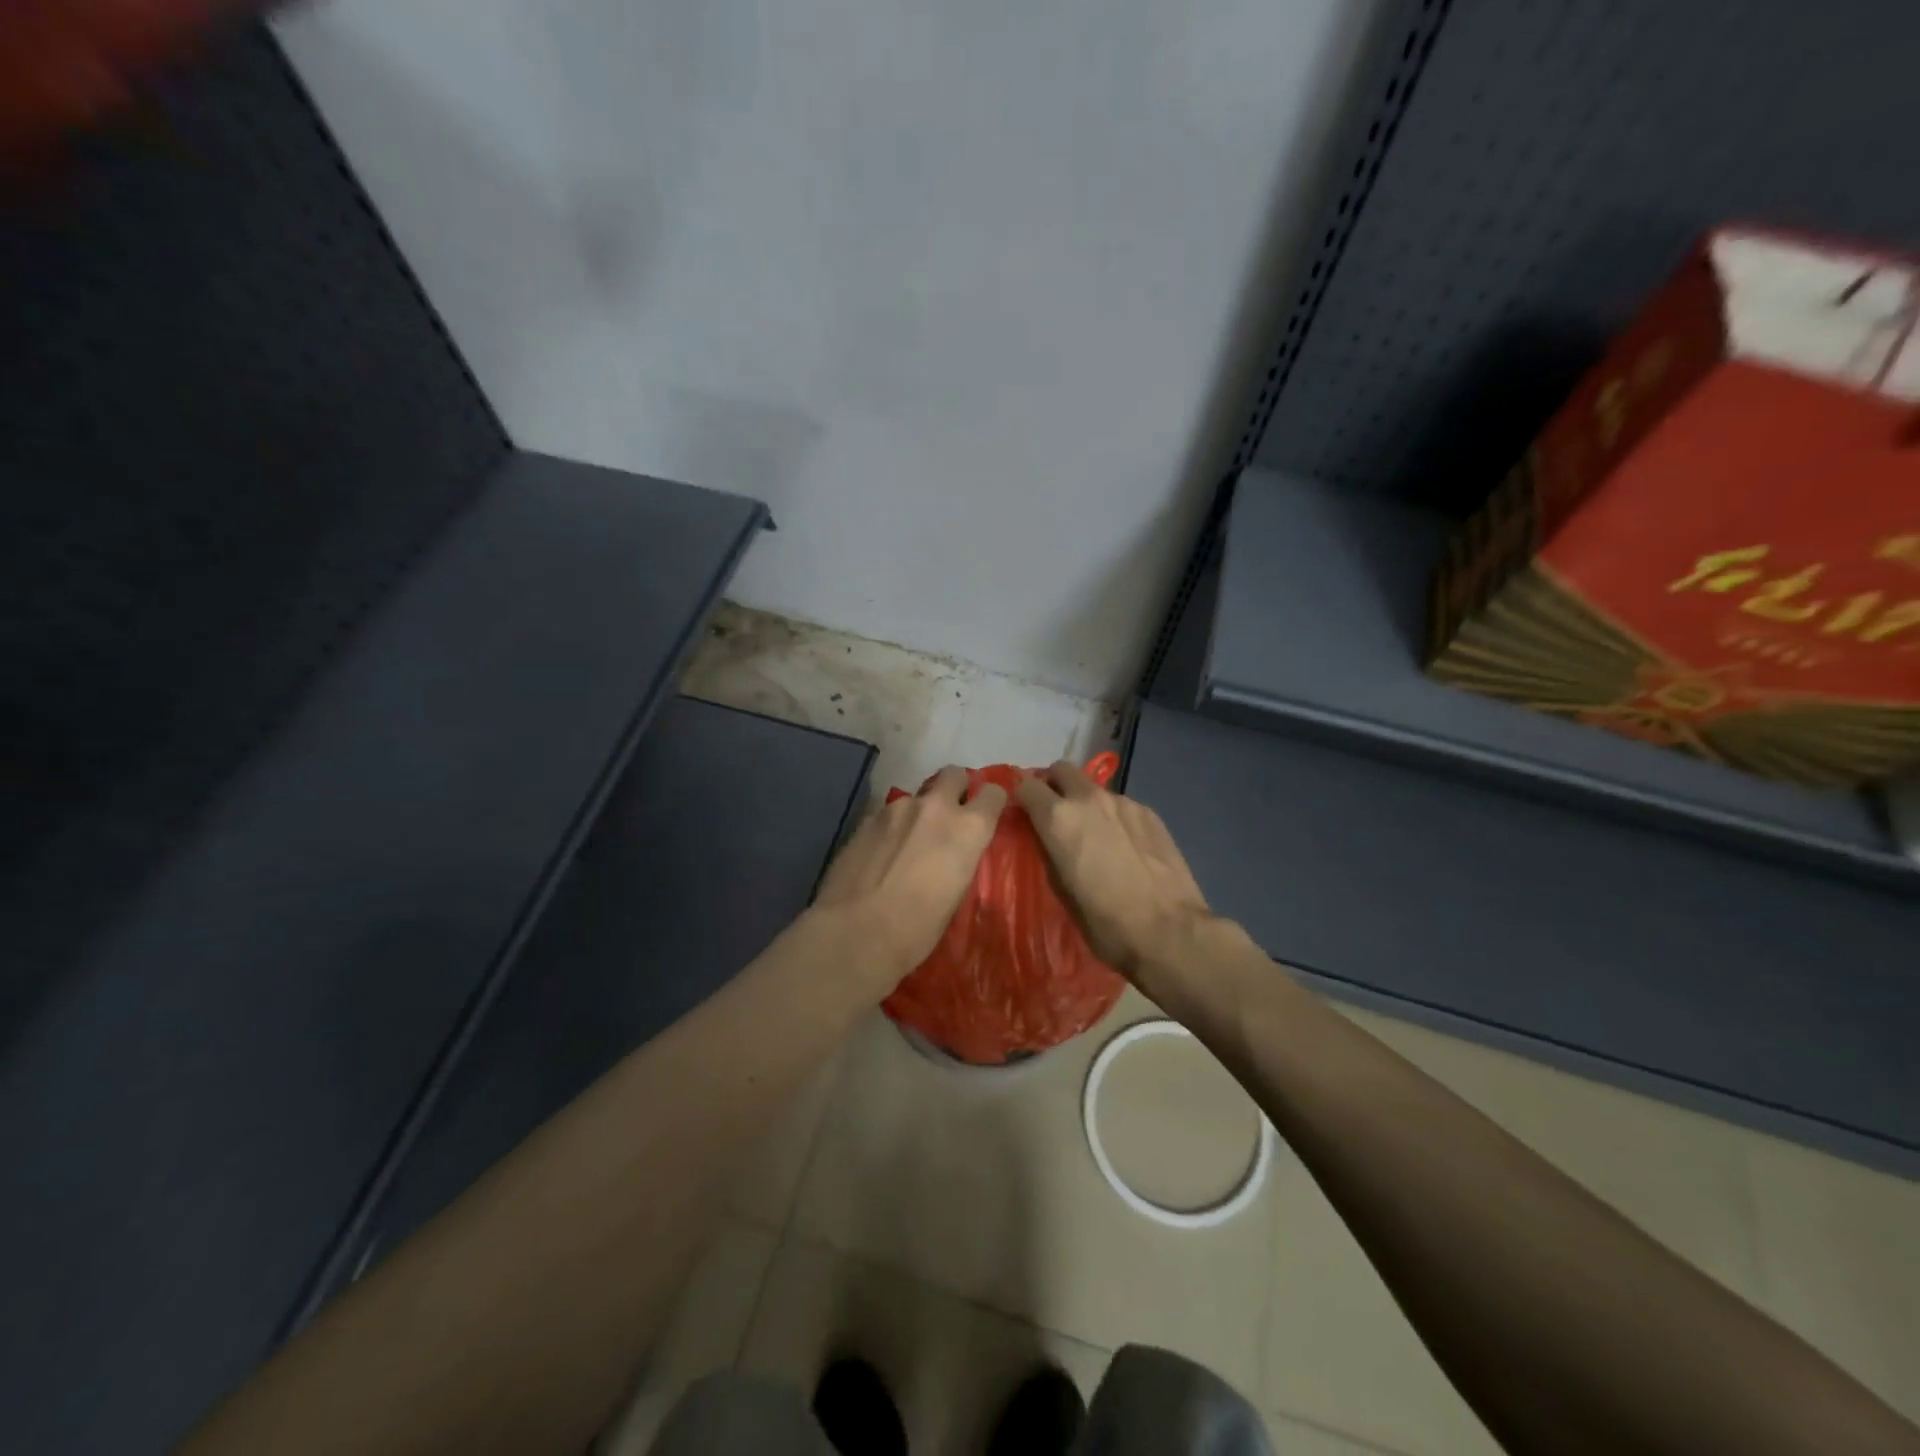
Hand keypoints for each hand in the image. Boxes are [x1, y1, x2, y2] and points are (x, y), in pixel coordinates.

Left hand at [811, 765, 1007, 989]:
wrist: (855, 933)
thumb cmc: (917, 929)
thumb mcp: (956, 894)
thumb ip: (960, 858)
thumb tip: (953, 853)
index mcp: (968, 828)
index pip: (993, 793)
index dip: (990, 802)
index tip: (985, 815)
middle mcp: (935, 807)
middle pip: (953, 774)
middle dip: (955, 789)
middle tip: (948, 817)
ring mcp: (897, 808)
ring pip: (916, 796)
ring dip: (918, 813)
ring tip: (907, 844)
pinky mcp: (866, 818)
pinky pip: (887, 814)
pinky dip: (890, 827)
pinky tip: (880, 854)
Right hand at [1015, 760, 1213, 983]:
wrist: (1169, 931)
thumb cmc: (1105, 922)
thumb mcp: (1060, 890)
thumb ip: (1047, 851)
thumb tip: (1044, 837)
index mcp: (1058, 818)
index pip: (1025, 785)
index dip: (1020, 797)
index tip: (1022, 813)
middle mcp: (1089, 798)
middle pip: (1062, 770)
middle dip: (1053, 785)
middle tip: (1055, 813)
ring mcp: (1123, 802)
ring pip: (1094, 788)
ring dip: (1086, 803)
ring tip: (1095, 836)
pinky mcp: (1149, 812)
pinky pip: (1121, 805)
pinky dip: (1114, 818)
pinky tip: (1125, 847)